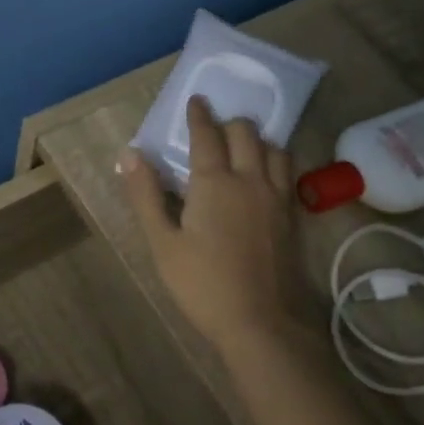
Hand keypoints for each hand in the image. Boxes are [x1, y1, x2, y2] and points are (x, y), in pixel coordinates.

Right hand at [119, 96, 311, 364]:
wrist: (262, 324)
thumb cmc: (203, 285)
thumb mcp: (162, 243)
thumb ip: (146, 195)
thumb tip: (130, 154)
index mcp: (216, 182)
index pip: (207, 135)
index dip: (199, 115)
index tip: (197, 100)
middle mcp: (251, 180)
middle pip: (246, 133)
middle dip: (230, 123)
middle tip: (215, 128)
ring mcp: (278, 198)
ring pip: (276, 149)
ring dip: (258, 141)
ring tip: (244, 148)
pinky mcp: (293, 217)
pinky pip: (289, 173)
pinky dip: (276, 162)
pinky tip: (267, 177)